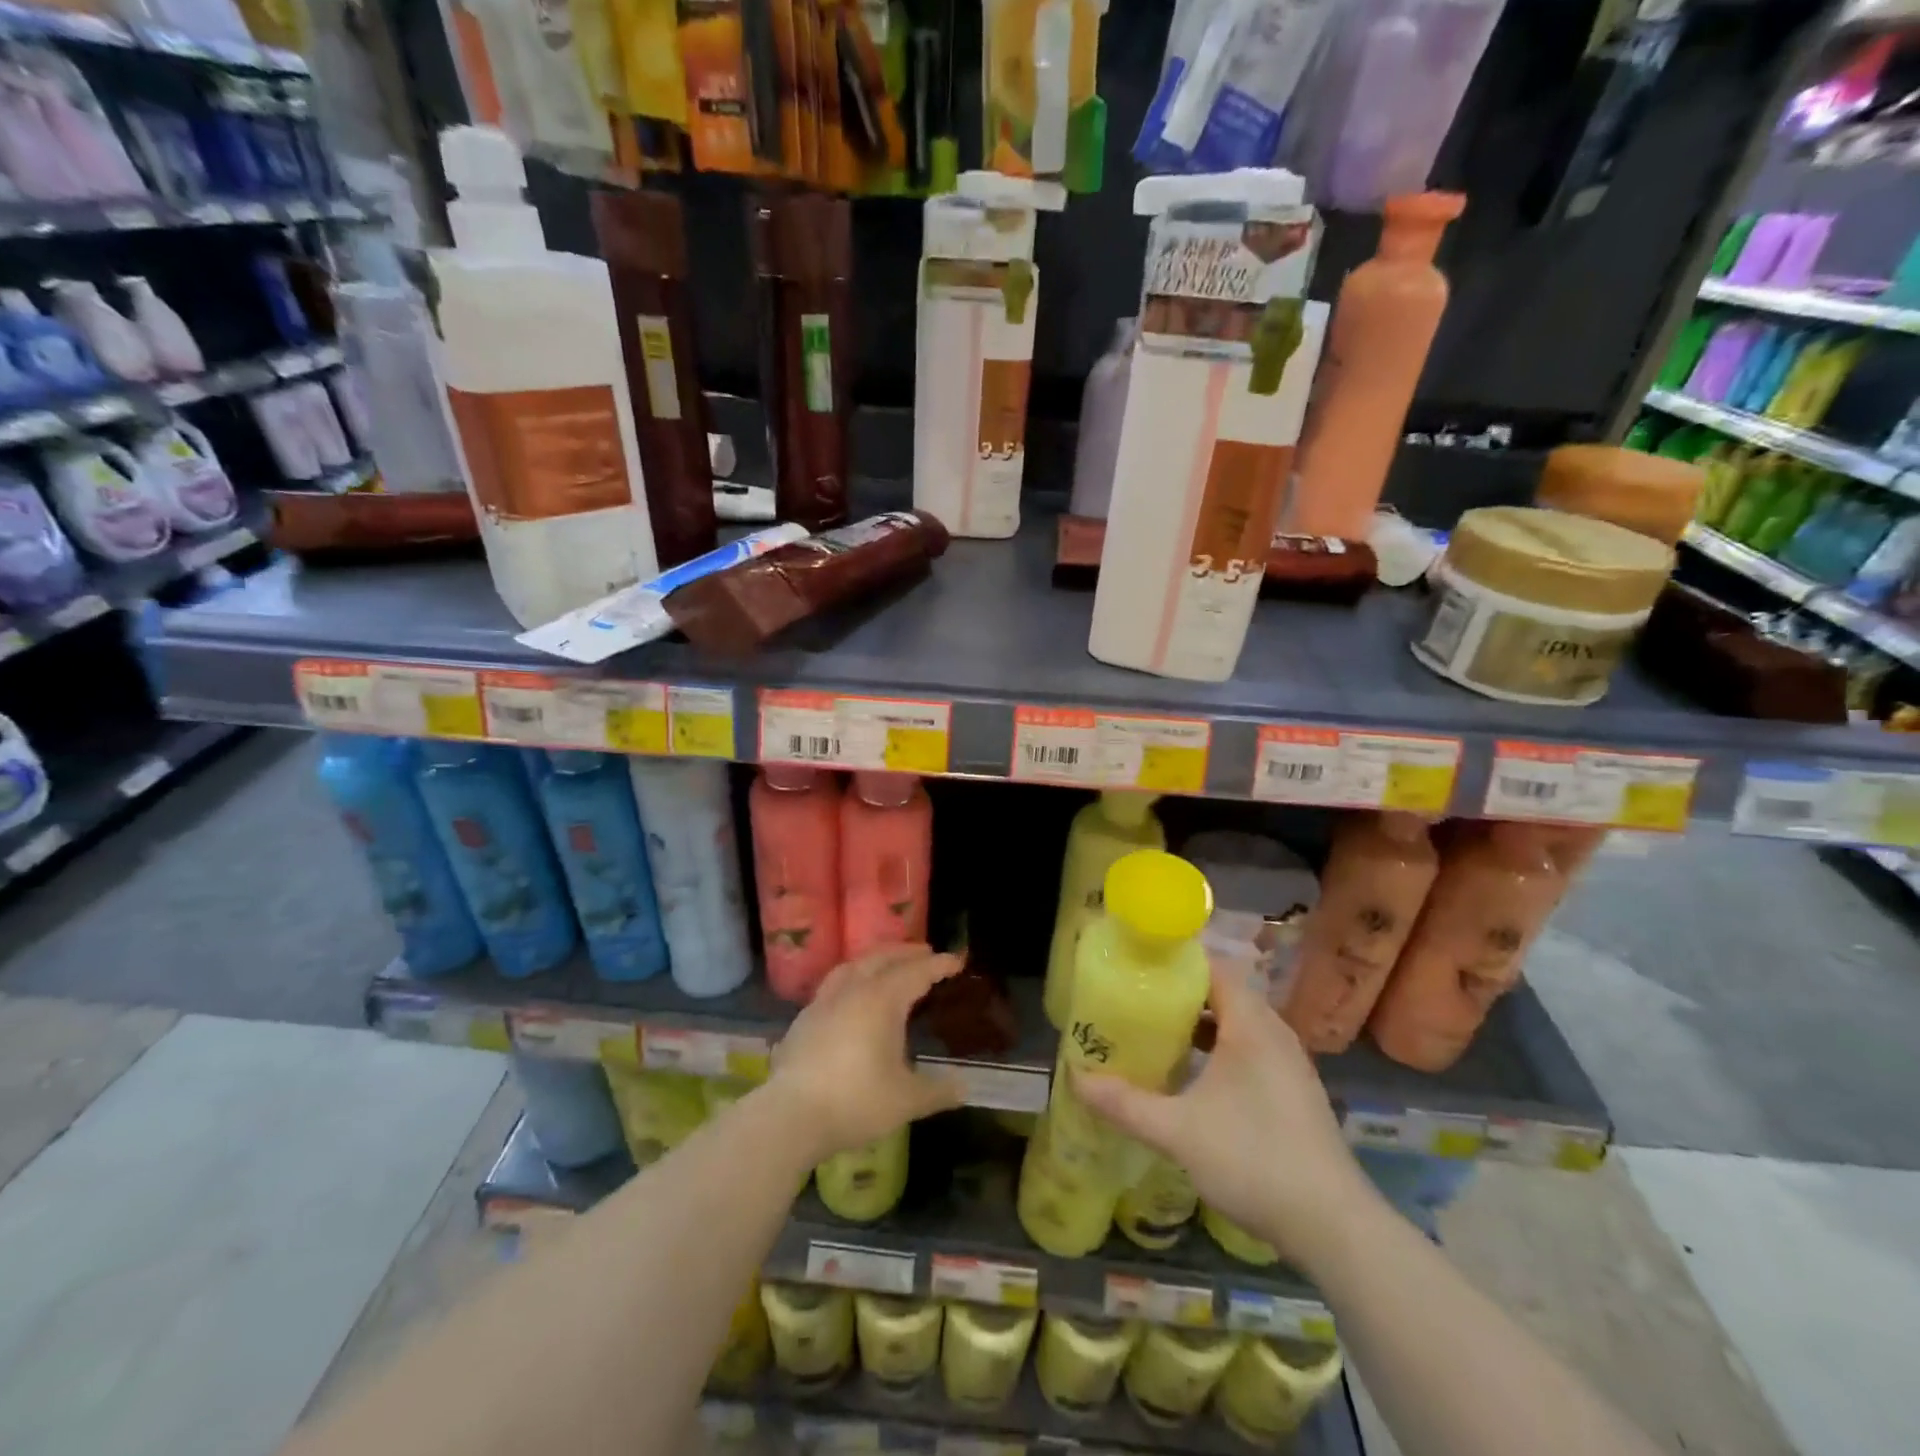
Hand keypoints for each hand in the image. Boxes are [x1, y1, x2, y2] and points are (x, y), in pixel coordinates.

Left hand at [766, 944, 966, 1162]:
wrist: (790, 1116)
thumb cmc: (856, 1101)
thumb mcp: (907, 1100)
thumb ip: (938, 1090)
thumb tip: (965, 1087)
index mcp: (882, 1000)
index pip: (916, 972)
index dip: (938, 965)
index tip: (955, 960)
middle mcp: (853, 990)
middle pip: (883, 958)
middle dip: (906, 953)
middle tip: (925, 953)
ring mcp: (824, 1001)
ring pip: (854, 965)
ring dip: (876, 959)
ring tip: (888, 964)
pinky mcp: (805, 1018)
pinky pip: (835, 984)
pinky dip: (852, 978)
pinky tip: (852, 996)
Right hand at [1073, 959, 1374, 1268]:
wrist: (1334, 1227)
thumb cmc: (1254, 1161)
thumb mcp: (1178, 1131)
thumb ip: (1125, 1103)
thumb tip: (1076, 1079)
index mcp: (1251, 1026)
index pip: (1213, 968)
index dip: (1175, 961)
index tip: (1137, 965)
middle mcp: (1274, 1034)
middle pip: (1223, 993)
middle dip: (1180, 993)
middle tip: (1136, 998)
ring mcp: (1288, 1064)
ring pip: (1237, 1024)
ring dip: (1199, 1023)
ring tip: (1156, 1032)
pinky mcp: (1293, 1092)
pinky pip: (1250, 1049)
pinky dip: (1219, 1048)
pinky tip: (1193, 1076)